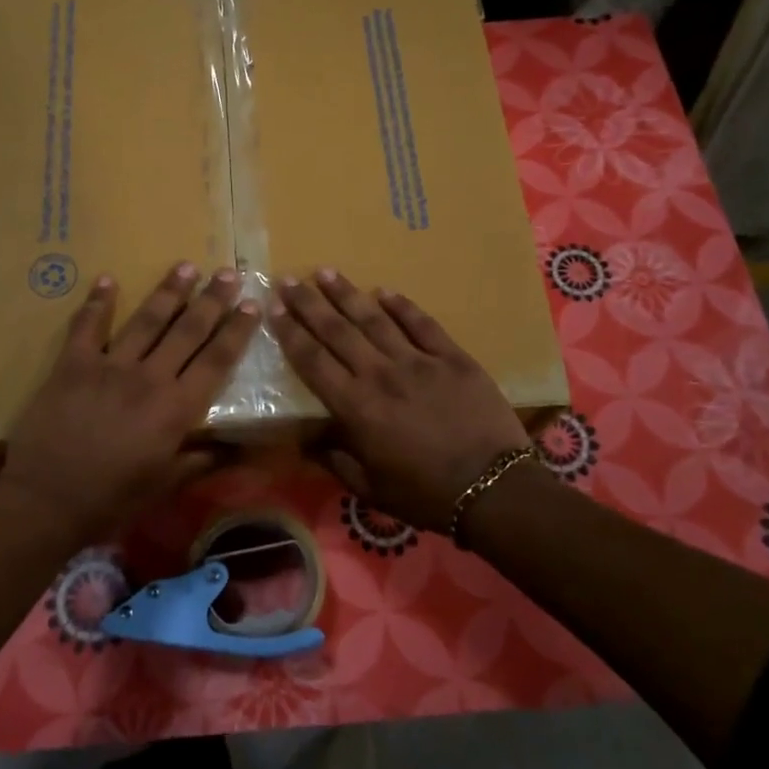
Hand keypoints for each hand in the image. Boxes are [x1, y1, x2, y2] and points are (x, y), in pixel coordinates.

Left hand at [0, 263, 259, 540]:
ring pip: (146, 320)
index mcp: (176, 408)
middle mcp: (149, 378)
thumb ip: (202, 460)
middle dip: (211, 300)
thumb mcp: (165, 485)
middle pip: (187, 331)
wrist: (46, 500)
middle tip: (228, 272)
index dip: (236, 331)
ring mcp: (109, 366)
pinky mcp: (72, 365)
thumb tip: (240, 448)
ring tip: (185, 266)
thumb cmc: (111, 499)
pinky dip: (97, 302)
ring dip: (168, 291)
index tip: (252, 304)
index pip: (216, 360)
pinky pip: (87, 326)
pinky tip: (106, 279)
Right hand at [270, 270, 531, 531]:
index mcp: (356, 407)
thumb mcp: (370, 490)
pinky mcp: (453, 358)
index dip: (291, 334)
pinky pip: (422, 324)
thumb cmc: (425, 495)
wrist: (493, 489)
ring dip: (348, 294)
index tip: (274, 310)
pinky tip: (384, 291)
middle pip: (337, 331)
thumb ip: (336, 460)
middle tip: (289, 280)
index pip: (313, 361)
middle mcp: (381, 375)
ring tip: (326, 272)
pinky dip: (402, 306)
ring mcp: (419, 362)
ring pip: (375, 319)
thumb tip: (306, 441)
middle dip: (309, 303)